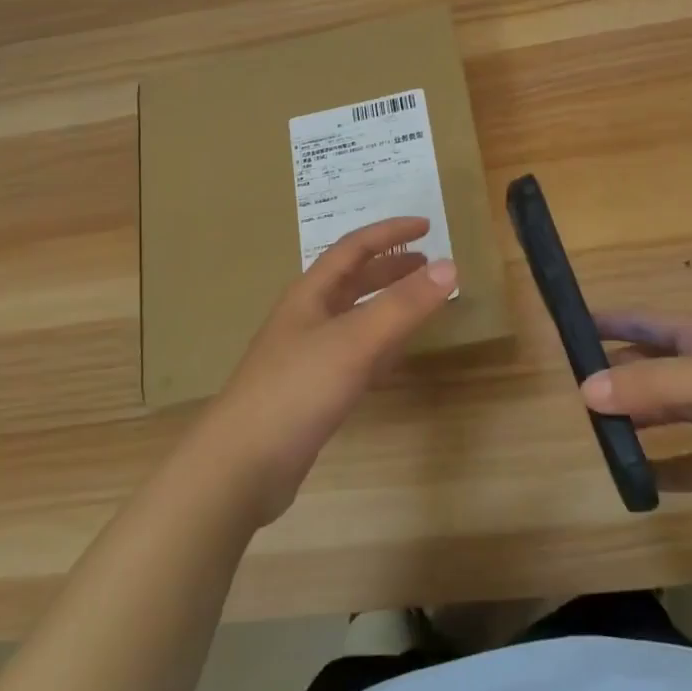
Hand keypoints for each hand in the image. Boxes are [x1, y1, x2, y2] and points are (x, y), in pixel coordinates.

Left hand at [198, 217, 455, 524]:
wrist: (241, 465)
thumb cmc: (297, 389)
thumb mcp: (355, 341)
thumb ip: (403, 305)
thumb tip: (450, 265)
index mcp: (311, 294)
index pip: (354, 248)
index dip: (390, 232)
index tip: (426, 225)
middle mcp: (308, 317)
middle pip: (353, 280)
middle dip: (390, 267)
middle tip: (428, 265)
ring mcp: (307, 355)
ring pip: (354, 317)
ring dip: (386, 305)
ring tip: (419, 303)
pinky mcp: (311, 391)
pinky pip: (353, 354)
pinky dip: (378, 345)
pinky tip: (393, 358)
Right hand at [581, 312, 691, 554]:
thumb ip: (651, 384)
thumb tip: (585, 390)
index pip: (649, 323)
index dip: (611, 321)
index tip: (568, 323)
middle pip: (648, 368)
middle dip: (613, 372)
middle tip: (569, 384)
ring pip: (658, 414)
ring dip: (627, 419)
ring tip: (589, 427)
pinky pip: (676, 465)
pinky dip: (651, 469)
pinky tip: (626, 476)